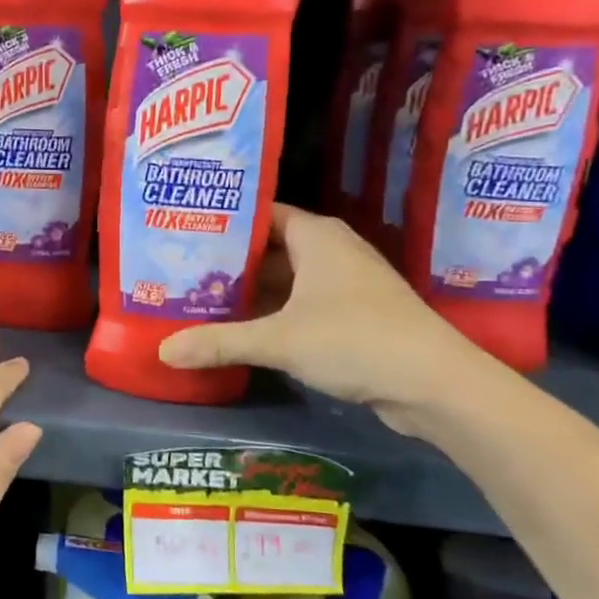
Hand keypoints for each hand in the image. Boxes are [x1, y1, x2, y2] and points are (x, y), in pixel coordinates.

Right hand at [157, 204, 488, 431]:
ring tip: (200, 299)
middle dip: (230, 262)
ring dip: (250, 292)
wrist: (435, 385)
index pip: (261, 214)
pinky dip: (272, 314)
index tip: (184, 231)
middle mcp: (331, 251)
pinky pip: (300, 304)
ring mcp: (345, 284)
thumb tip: (163, 351)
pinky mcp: (353, 316)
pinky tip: (241, 330)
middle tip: (181, 270)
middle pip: (269, 248)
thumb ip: (219, 341)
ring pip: (285, 280)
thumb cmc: (354, 339)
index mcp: (316, 235)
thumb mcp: (279, 340)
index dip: (224, 222)